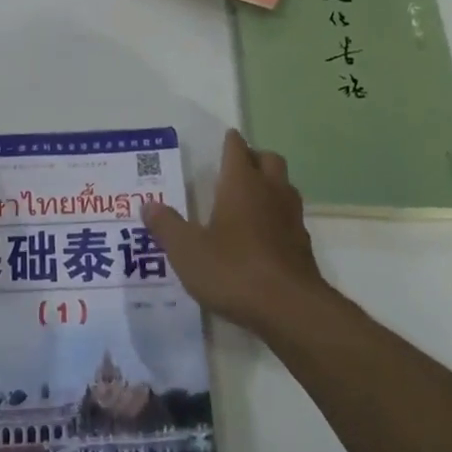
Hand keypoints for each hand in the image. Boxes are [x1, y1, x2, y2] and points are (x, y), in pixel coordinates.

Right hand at [143, 129, 329, 332]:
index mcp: (241, 183)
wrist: (290, 310)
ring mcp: (292, 218)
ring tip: (248, 202)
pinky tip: (262, 238)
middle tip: (235, 171)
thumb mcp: (187, 250)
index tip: (222, 141)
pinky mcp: (303, 246)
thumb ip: (166, 226)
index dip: (229, 142)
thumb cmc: (234, 270)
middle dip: (254, 159)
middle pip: (269, 160)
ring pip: (284, 187)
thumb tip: (148, 206)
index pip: (237, 148)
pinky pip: (290, 218)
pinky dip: (278, 219)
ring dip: (270, 187)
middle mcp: (270, 191)